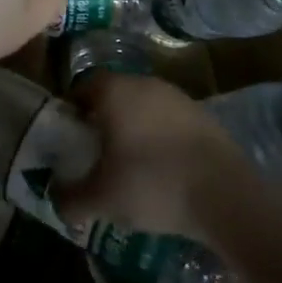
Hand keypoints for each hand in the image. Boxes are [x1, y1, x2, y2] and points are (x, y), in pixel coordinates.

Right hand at [55, 71, 249, 241]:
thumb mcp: (100, 199)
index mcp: (114, 91)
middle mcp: (144, 83)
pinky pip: (171, 123)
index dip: (72, 112)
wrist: (226, 196)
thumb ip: (69, 197)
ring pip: (144, 108)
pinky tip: (164, 172)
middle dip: (103, 121)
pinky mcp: (205, 116)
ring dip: (135, 130)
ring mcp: (179, 98)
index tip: (70, 140)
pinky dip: (162, 140)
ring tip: (132, 167)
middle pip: (114, 96)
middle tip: (97, 155)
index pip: (81, 88)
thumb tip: (55, 198)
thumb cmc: (151, 184)